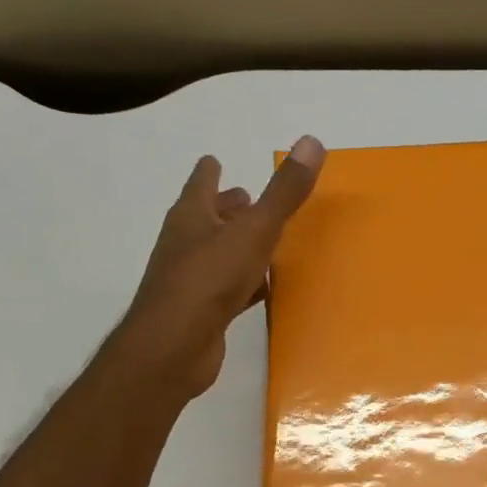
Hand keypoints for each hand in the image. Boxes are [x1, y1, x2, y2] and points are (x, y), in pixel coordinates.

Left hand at [119, 135, 324, 400]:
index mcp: (191, 217)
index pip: (200, 183)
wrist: (175, 346)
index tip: (215, 160)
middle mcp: (185, 244)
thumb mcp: (254, 231)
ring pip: (216, 253)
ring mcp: (189, 280)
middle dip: (225, 208)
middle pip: (205, 218)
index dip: (209, 171)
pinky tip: (260, 289)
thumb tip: (312, 141)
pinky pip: (226, 288)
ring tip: (261, 242)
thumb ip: (284, 192)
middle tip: (247, 199)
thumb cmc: (210, 279)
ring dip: (234, 245)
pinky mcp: (200, 312)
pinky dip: (242, 283)